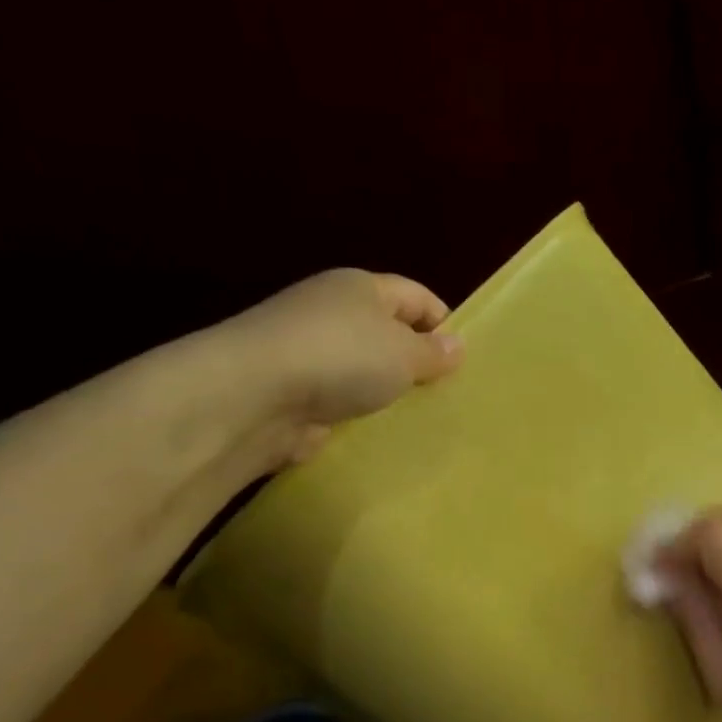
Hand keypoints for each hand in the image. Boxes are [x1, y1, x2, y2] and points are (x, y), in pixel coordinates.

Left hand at [210, 268, 463, 465]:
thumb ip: (434, 352)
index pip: (415, 295)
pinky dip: (359, 415)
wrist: (257, 395)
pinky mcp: (295, 392)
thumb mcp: (404, 352)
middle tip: (446, 394)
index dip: (443, 322)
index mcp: (361, 287)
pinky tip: (380, 434)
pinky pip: (341, 401)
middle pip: (388, 332)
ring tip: (419, 419)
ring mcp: (310, 353)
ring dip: (387, 392)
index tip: (464, 360)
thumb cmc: (343, 357)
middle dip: (416, 361)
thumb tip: (456, 346)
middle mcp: (333, 312)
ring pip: (364, 370)